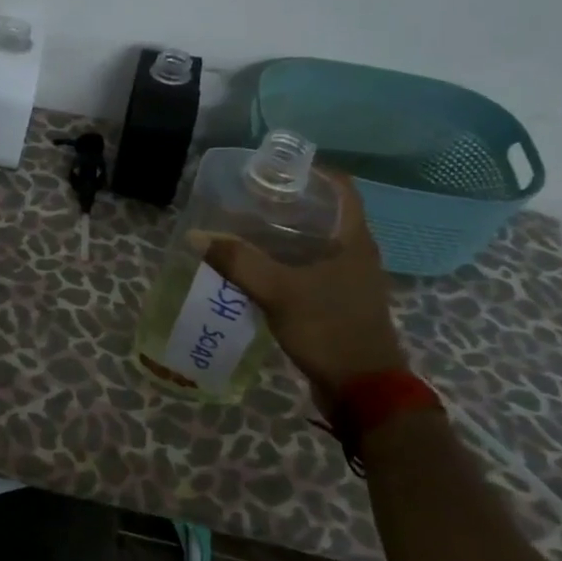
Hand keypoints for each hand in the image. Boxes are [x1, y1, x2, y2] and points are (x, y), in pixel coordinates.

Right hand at [194, 174, 406, 409]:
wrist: (363, 390)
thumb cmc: (329, 329)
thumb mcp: (279, 292)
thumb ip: (238, 262)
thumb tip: (197, 237)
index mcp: (354, 241)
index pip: (341, 189)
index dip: (312, 173)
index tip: (275, 170)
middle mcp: (356, 255)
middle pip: (324, 215)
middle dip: (288, 204)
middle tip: (249, 199)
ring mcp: (348, 281)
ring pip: (314, 245)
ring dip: (283, 236)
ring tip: (244, 229)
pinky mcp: (337, 304)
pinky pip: (308, 271)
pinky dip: (283, 263)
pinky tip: (255, 269)